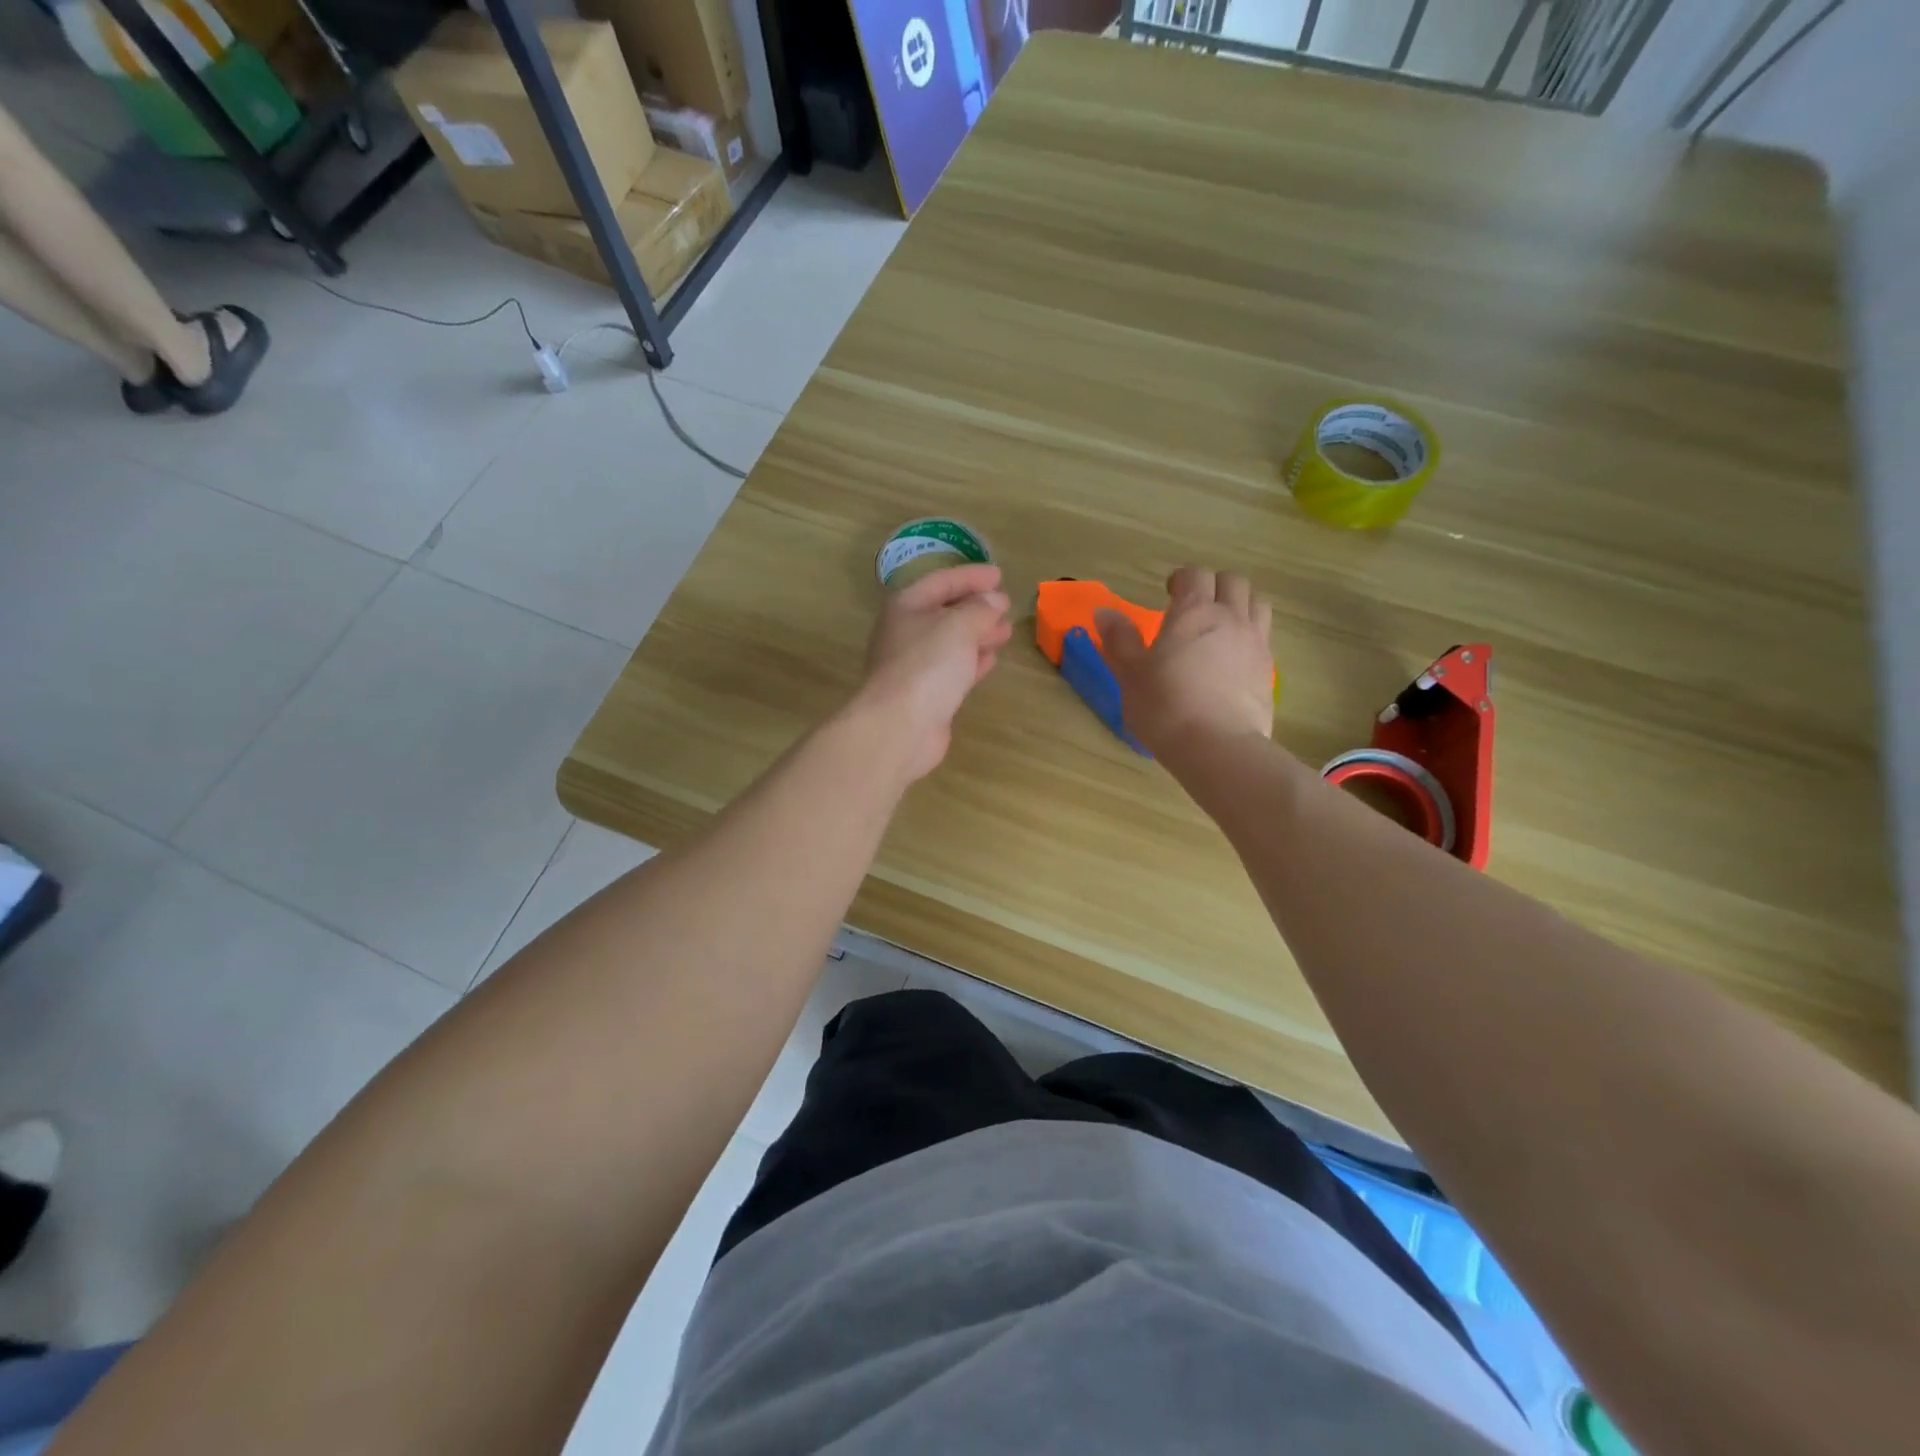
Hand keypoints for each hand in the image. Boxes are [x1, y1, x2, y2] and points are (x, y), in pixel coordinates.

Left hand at [856, 563, 1013, 780]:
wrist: (900, 726)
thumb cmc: (927, 665)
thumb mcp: (959, 626)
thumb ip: (980, 609)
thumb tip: (994, 600)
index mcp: (906, 606)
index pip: (941, 581)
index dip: (971, 576)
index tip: (1000, 576)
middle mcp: (906, 632)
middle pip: (945, 611)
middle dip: (977, 607)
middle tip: (1006, 605)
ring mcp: (914, 665)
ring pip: (951, 642)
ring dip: (978, 634)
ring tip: (1005, 631)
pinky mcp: (926, 693)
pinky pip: (952, 669)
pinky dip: (972, 661)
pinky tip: (990, 660)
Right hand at [1096, 566, 1273, 757]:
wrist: (1217, 747)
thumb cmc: (1165, 706)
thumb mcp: (1131, 674)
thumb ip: (1120, 639)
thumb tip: (1104, 611)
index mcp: (1194, 612)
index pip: (1194, 575)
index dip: (1181, 579)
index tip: (1168, 594)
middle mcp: (1230, 618)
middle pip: (1232, 582)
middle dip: (1213, 586)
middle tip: (1194, 607)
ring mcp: (1255, 642)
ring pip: (1256, 603)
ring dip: (1239, 605)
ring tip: (1220, 626)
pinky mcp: (1269, 670)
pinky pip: (1264, 636)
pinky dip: (1250, 635)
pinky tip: (1233, 658)